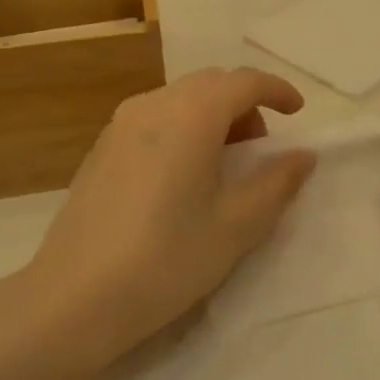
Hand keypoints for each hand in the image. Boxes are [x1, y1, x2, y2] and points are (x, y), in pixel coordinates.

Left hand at [19, 67, 316, 361]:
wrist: (75, 297)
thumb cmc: (167, 259)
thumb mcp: (237, 226)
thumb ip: (277, 182)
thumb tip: (303, 156)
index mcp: (191, 115)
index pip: (244, 81)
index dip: (277, 90)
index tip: (297, 112)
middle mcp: (153, 105)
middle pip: (211, 83)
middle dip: (244, 104)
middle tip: (260, 149)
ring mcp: (120, 124)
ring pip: (180, 98)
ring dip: (212, 115)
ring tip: (222, 165)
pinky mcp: (101, 147)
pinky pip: (154, 117)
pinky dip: (182, 127)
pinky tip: (182, 176)